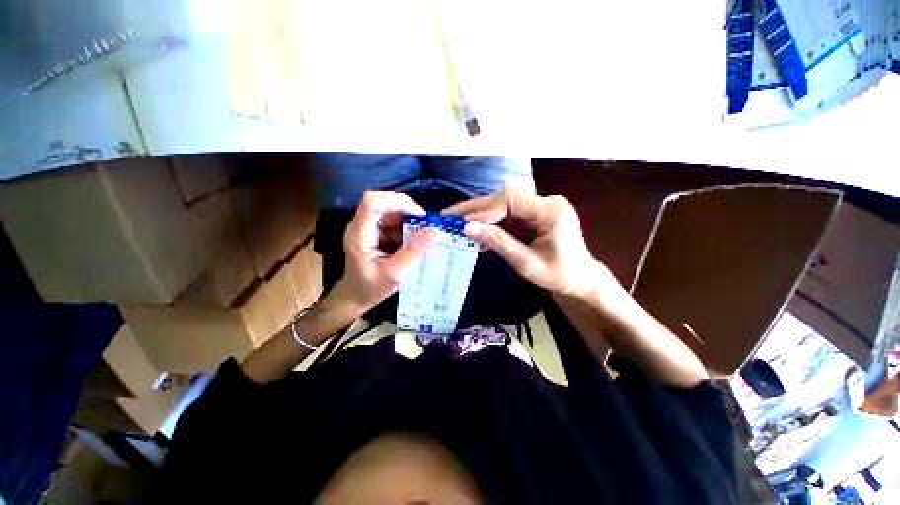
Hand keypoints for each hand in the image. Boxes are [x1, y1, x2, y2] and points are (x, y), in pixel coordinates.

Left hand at [332, 191, 436, 314]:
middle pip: (384, 203)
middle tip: (426, 227)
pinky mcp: (376, 231)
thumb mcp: (395, 274)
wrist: (356, 296)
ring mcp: (369, 227)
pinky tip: (414, 241)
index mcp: (359, 234)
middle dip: (408, 212)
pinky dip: (408, 228)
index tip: (419, 216)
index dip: (397, 202)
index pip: (372, 202)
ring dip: (410, 221)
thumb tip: (434, 231)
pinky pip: (394, 221)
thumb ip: (413, 252)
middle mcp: (361, 225)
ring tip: (422, 237)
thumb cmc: (371, 288)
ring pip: (392, 211)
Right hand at [442, 188, 612, 298]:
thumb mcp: (526, 263)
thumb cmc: (559, 276)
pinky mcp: (536, 215)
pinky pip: (509, 216)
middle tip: (449, 215)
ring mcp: (541, 207)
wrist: (581, 280)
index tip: (462, 223)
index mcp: (551, 211)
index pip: (511, 201)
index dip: (484, 211)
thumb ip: (498, 242)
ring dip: (481, 216)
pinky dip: (492, 225)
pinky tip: (479, 234)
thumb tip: (467, 228)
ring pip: (504, 206)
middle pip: (505, 199)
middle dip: (476, 209)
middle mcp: (547, 202)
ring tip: (457, 224)